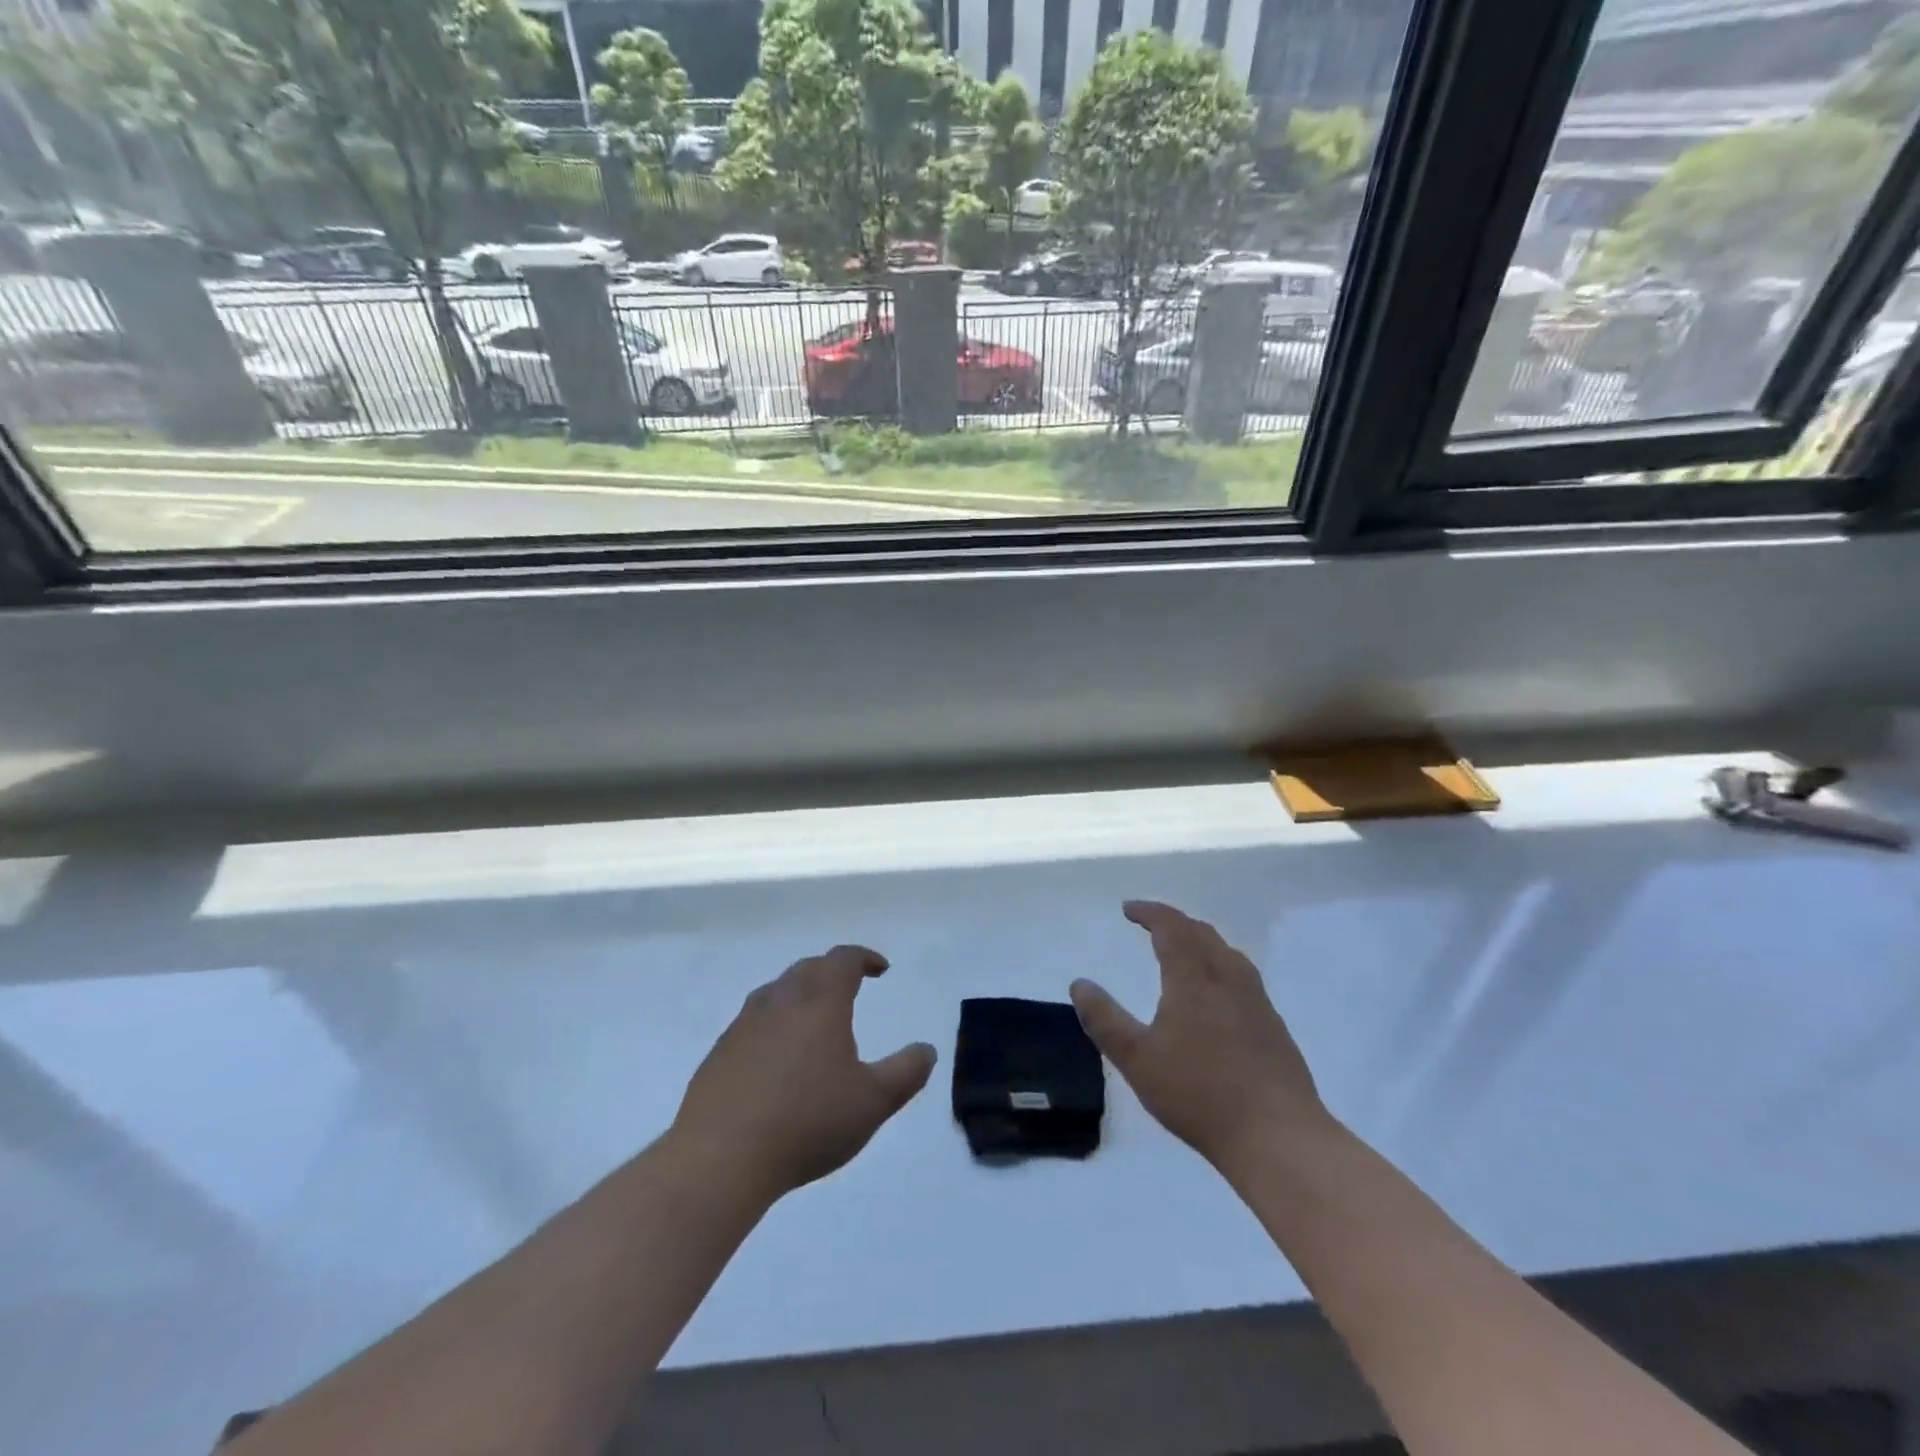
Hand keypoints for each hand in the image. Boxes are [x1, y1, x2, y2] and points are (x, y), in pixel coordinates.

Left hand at [672, 946, 936, 1202]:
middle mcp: (780, 1001)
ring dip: (800, 992)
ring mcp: (744, 1025)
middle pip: (808, 968)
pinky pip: (753, 1020)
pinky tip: (776, 1055)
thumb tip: (927, 1049)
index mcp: (820, 1003)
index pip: (843, 960)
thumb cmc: (806, 1123)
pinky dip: (773, 1021)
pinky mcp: (720, 1052)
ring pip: (777, 990)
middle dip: (832, 971)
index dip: (864, 958)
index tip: (880, 970)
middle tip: (850, 987)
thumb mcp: (873, 1102)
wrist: (719, 1157)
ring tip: (814, 1017)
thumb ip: (906, 1072)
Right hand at [1071, 901, 1328, 1174]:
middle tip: (1150, 926)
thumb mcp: (1137, 1059)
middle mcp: (1228, 978)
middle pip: (1201, 933)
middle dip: (1173, 922)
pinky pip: (1242, 976)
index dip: (1149, 912)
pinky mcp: (1274, 1026)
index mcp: (1194, 977)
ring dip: (1200, 941)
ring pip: (1227, 953)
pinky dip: (1219, 965)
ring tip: (1182, 951)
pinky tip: (1216, 994)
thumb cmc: (1200, 1094)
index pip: (1171, 927)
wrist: (1278, 1137)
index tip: (1128, 909)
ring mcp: (1257, 1001)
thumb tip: (1080, 984)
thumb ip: (1104, 1020)